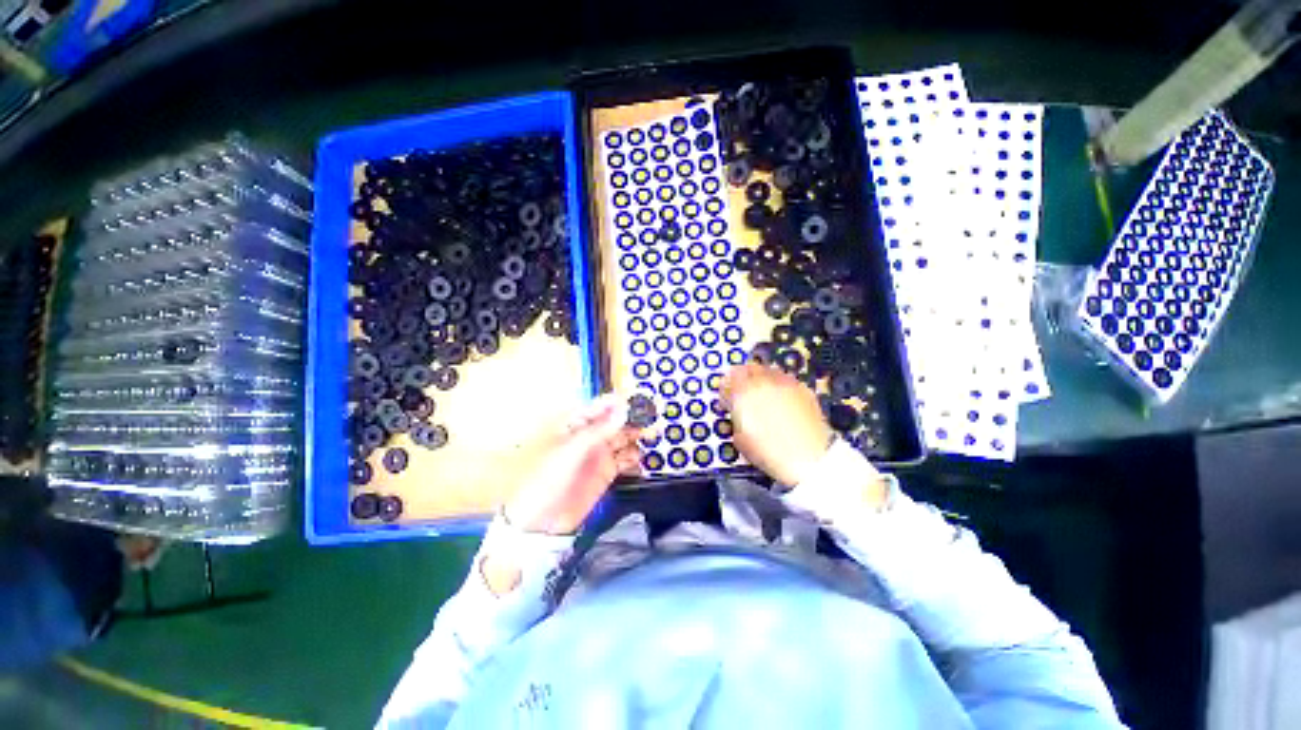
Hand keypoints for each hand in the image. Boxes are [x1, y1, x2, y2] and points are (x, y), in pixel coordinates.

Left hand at [503, 394, 644, 535]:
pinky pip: (626, 459)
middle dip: (633, 416)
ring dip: (638, 434)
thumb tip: (623, 410)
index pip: (600, 406)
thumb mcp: (570, 451)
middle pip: (615, 420)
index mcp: (574, 424)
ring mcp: (599, 453)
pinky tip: (643, 455)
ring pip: (623, 438)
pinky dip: (636, 456)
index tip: (639, 400)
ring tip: (653, 433)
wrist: (539, 522)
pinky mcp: (607, 471)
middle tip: (652, 415)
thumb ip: (598, 430)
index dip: (620, 402)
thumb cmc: (545, 479)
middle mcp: (589, 435)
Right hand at [721, 363, 834, 485]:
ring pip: (768, 370)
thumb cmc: (769, 453)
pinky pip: (786, 379)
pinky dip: (780, 385)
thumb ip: (735, 419)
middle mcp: (764, 382)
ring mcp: (786, 383)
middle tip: (741, 389)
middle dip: (743, 377)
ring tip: (762, 392)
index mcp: (744, 393)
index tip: (725, 396)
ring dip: (761, 378)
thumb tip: (737, 413)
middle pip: (749, 368)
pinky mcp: (803, 389)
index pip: (729, 378)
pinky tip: (781, 398)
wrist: (809, 458)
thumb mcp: (740, 439)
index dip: (725, 387)